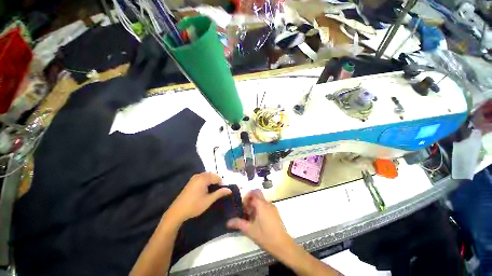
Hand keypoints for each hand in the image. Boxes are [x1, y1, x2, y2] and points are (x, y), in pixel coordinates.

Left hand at [169, 173, 231, 222]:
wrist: (177, 212)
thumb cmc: (194, 206)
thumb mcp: (209, 200)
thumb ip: (219, 193)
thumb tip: (229, 190)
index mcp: (203, 178)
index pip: (217, 177)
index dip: (222, 183)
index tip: (223, 191)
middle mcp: (199, 175)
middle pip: (212, 175)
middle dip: (217, 181)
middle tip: (219, 190)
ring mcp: (194, 178)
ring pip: (207, 176)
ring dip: (212, 181)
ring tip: (214, 190)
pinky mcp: (191, 181)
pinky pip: (202, 177)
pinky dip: (207, 181)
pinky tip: (206, 189)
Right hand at [226, 190, 293, 254]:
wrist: (283, 245)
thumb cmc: (266, 236)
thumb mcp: (250, 230)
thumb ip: (239, 224)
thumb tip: (227, 222)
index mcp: (261, 205)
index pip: (252, 194)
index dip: (246, 198)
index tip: (242, 206)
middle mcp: (267, 203)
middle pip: (257, 194)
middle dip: (250, 199)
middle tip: (245, 209)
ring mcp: (272, 207)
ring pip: (261, 200)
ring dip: (254, 204)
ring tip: (250, 216)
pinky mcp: (275, 212)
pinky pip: (265, 205)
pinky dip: (260, 208)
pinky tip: (257, 220)